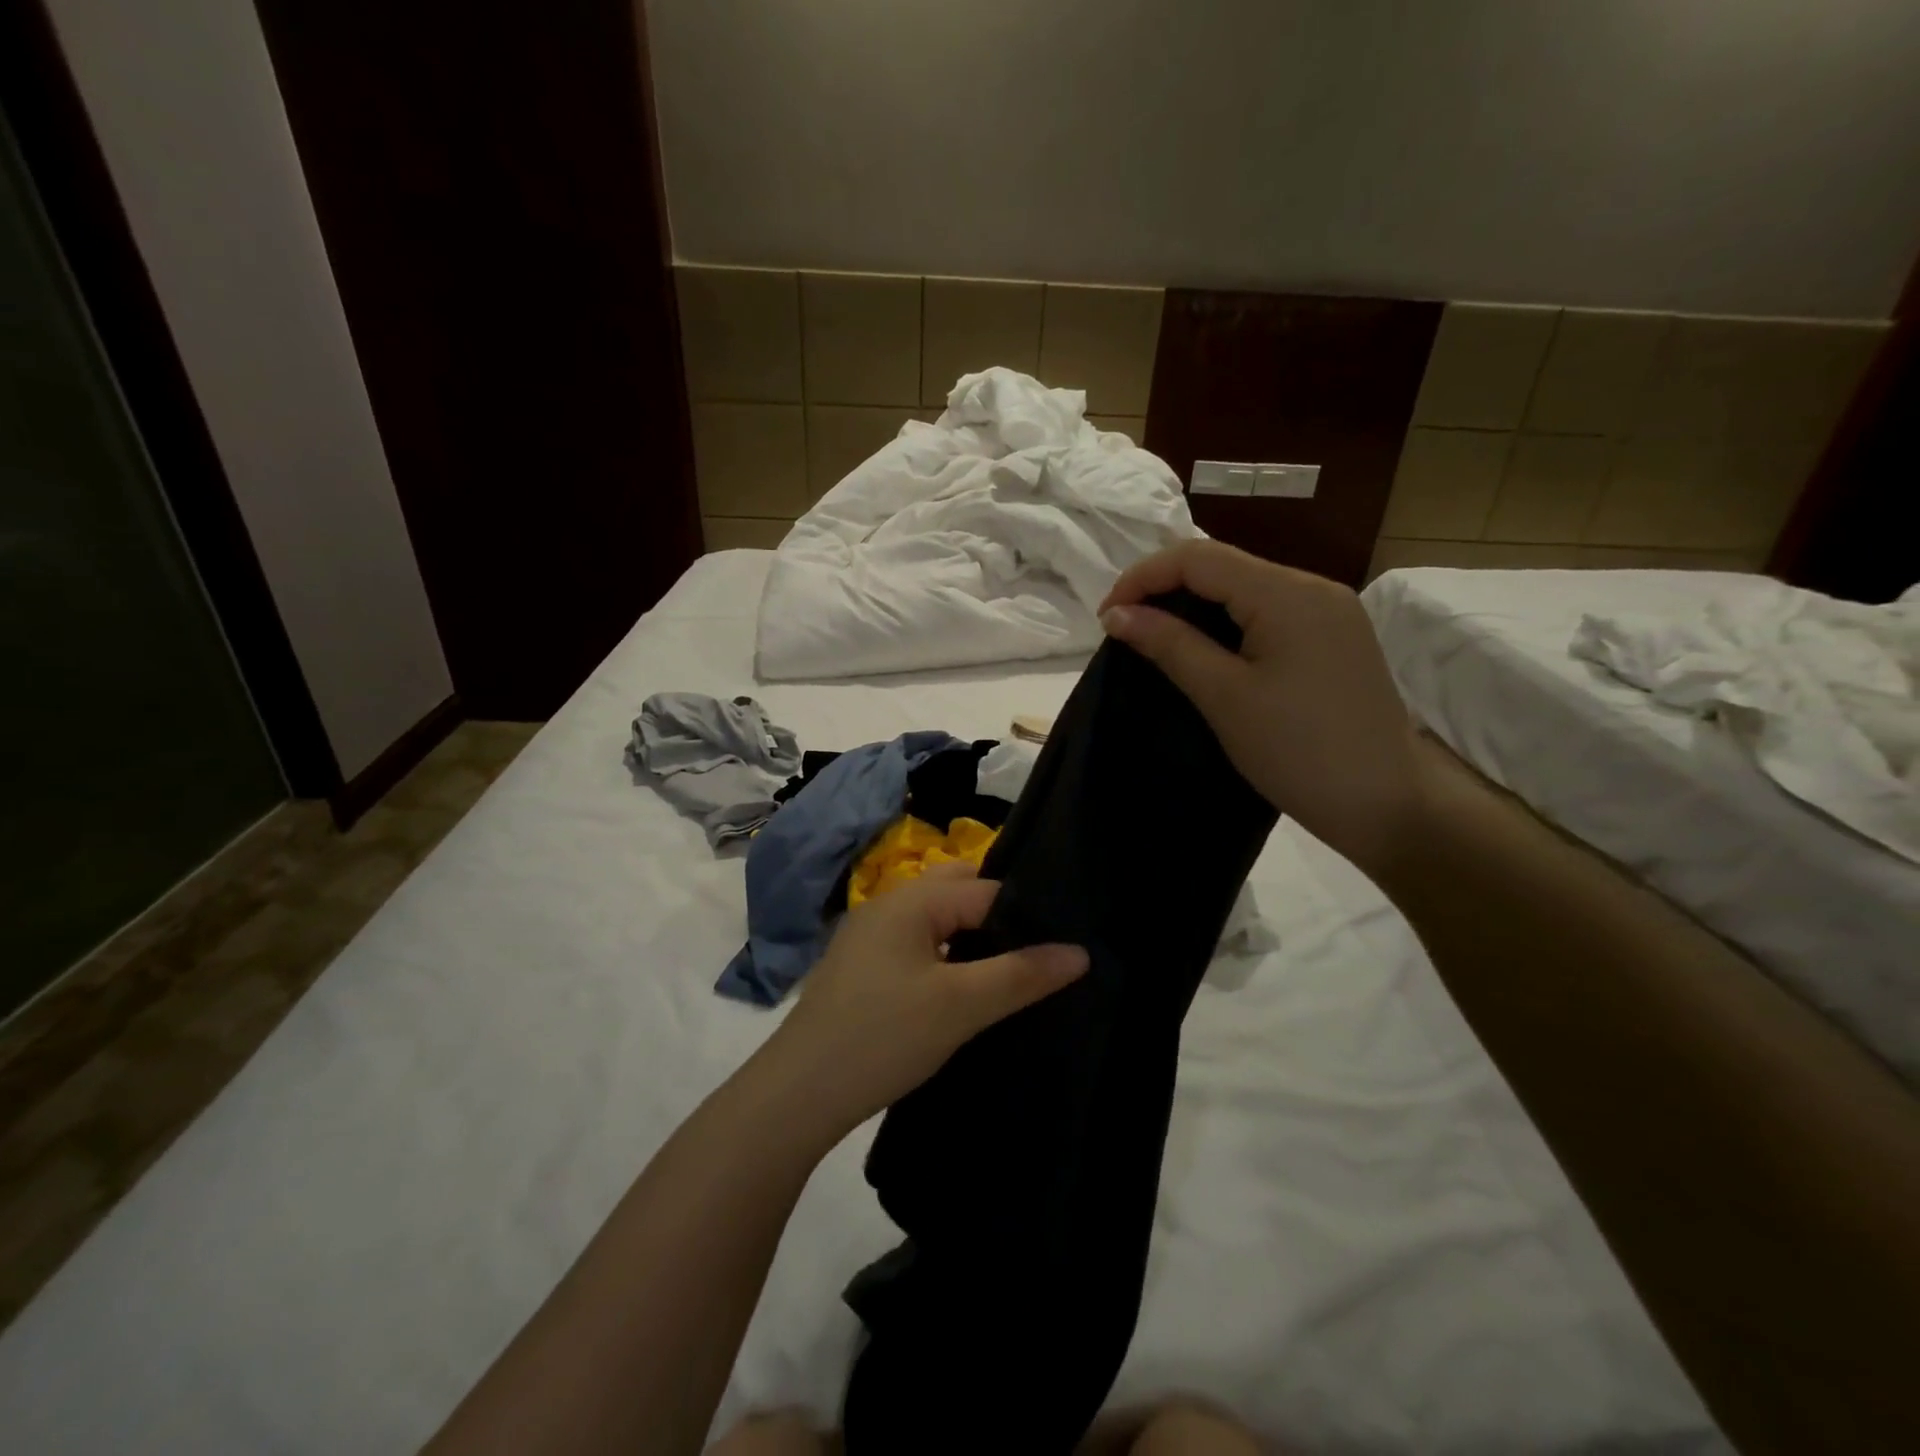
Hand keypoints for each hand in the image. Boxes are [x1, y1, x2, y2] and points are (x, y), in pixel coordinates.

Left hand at [761, 863, 1086, 1134]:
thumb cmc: (883, 1037)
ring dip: (972, 938)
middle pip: (957, 893)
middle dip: (998, 916)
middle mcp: (888, 905)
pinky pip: (918, 946)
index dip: (1025, 913)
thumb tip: (1080, 952)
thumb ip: (1021, 974)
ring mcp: (870, 937)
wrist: (797, 1095)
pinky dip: (947, 957)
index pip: (984, 889)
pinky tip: (965, 988)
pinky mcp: (863, 969)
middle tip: (1042, 950)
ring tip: (1013, 969)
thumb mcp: (960, 1006)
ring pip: (936, 922)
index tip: (1064, 940)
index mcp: (910, 900)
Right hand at [1099, 539, 1426, 876]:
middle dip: (1165, 588)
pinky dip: (1226, 623)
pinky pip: (1268, 612)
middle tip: (1125, 630)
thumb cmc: (1298, 752)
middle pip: (1223, 565)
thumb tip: (1118, 614)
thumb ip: (1170, 645)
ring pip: (1245, 587)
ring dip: (1194, 605)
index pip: (1198, 557)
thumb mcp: (1225, 696)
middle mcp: (1313, 587)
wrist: (1388, 804)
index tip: (1105, 618)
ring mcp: (1330, 611)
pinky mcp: (1334, 638)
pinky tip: (1206, 650)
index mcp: (1288, 593)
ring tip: (1156, 640)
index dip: (1142, 578)